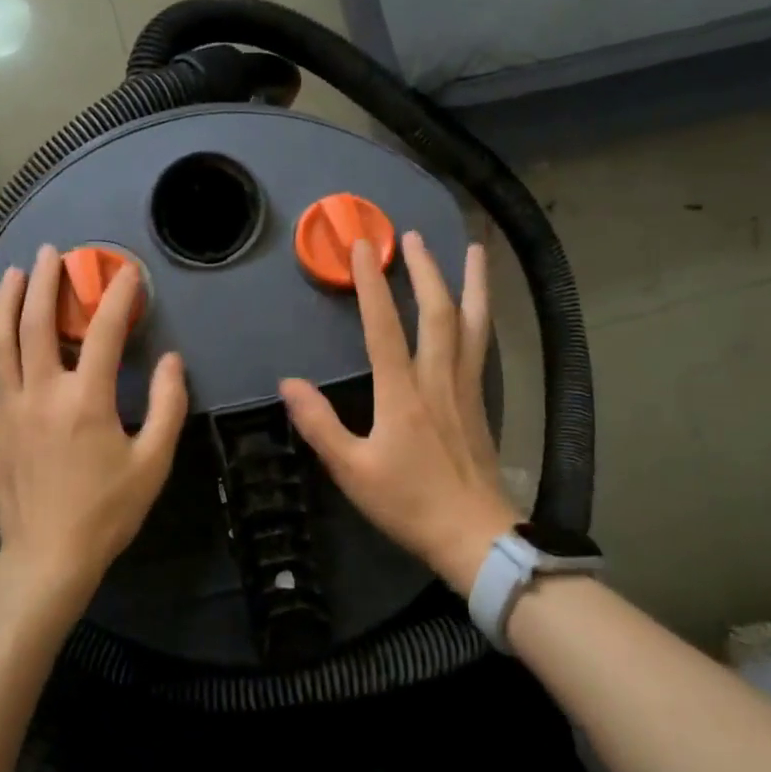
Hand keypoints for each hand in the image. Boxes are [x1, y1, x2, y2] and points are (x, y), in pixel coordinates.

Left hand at [0, 244, 187, 617]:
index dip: (118, 296)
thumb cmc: (106, 511)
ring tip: (11, 274)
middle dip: (45, 282)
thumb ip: (169, 406)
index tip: (127, 272)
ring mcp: (6, 411)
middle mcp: (41, 394)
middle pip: (37, 324)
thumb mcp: (153, 462)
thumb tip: (172, 361)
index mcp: (86, 400)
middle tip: (52, 254)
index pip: (106, 332)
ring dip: (3, 303)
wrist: (49, 559)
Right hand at [280, 233, 514, 595]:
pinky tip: (481, 308)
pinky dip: (482, 316)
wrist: (476, 536)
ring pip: (472, 324)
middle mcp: (437, 379)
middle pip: (437, 312)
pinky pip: (481, 345)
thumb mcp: (353, 471)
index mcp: (402, 393)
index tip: (362, 247)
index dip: (372, 284)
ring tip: (475, 250)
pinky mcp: (480, 400)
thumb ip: (320, 425)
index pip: (384, 326)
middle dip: (425, 269)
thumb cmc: (410, 503)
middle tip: (412, 235)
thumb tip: (288, 384)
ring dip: (471, 283)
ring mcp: (464, 387)